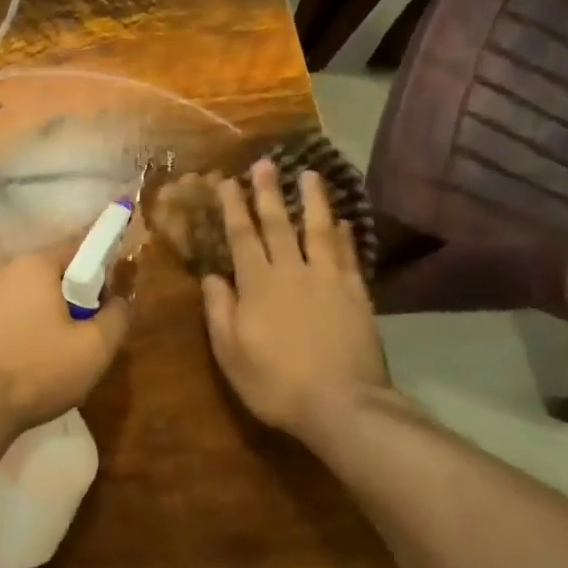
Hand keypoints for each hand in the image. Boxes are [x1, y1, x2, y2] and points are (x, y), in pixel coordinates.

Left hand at [0, 248, 130, 435]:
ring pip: (29, 298)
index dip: (98, 278)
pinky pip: (7, 316)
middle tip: (82, 338)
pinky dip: (21, 331)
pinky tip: (25, 363)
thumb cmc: (38, 370)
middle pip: (52, 276)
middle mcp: (5, 270)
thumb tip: (119, 300)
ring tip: (53, 357)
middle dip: (72, 301)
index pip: (78, 252)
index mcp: (34, 265)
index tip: (103, 311)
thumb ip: (117, 316)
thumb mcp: (95, 348)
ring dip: (46, 318)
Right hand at [202, 158, 390, 440]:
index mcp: (257, 284)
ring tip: (309, 174)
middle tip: (266, 162)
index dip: (233, 206)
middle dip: (268, 191)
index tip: (228, 180)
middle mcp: (292, 271)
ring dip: (312, 200)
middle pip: (278, 223)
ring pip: (317, 229)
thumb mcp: (231, 353)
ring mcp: (327, 280)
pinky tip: (342, 220)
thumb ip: (219, 311)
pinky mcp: (356, 294)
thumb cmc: (277, 383)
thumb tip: (211, 276)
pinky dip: (343, 235)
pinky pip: (347, 255)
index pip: (242, 235)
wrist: (343, 405)